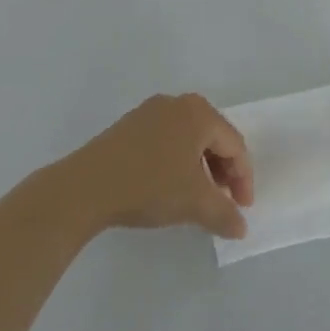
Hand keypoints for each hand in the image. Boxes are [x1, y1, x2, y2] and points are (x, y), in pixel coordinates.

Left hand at [64, 93, 255, 239]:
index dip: (243, 179)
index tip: (242, 209)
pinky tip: (169, 186)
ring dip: (200, 168)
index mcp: (199, 113)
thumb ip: (224, 214)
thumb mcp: (194, 204)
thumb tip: (241, 227)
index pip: (235, 145)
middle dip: (222, 171)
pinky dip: (177, 162)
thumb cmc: (149, 185)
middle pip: (213, 137)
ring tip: (197, 198)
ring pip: (189, 139)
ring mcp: (150, 111)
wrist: (86, 186)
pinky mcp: (129, 125)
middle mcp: (178, 103)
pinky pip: (166, 140)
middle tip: (223, 202)